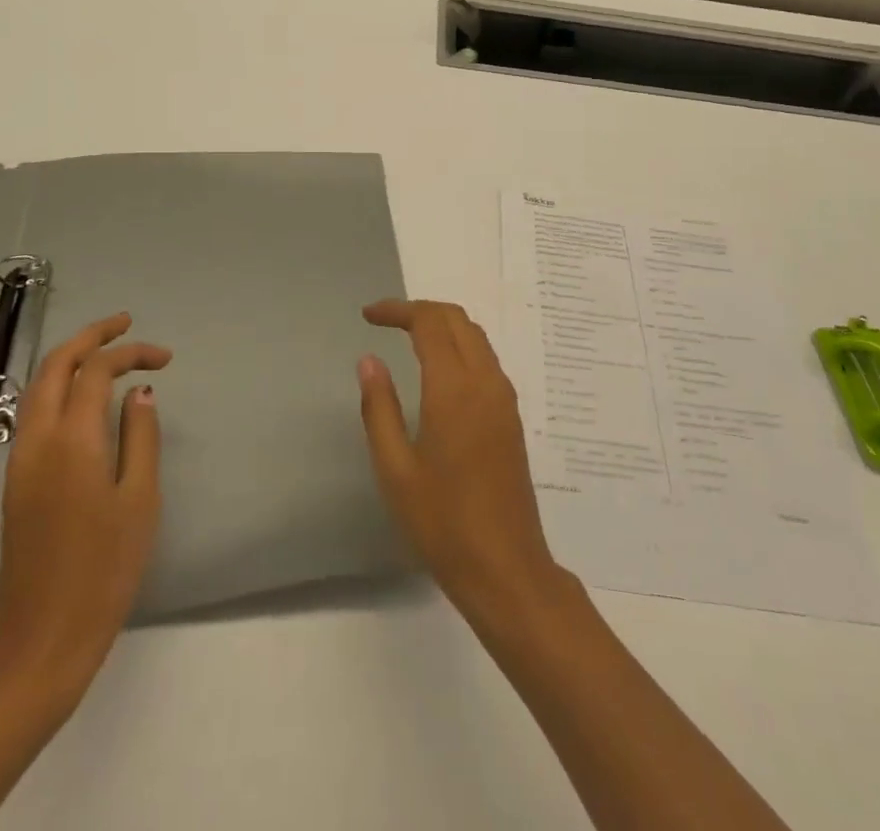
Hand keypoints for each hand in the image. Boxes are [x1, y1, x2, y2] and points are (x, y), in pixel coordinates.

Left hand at [0, 312, 171, 711]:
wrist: (42, 641)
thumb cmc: (104, 570)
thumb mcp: (140, 500)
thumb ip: (141, 436)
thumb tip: (140, 391)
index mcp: (71, 441)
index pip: (97, 371)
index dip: (132, 352)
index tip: (166, 358)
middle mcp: (37, 441)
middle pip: (55, 366)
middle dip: (90, 336)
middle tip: (126, 323)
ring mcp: (19, 463)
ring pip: (37, 388)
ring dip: (70, 359)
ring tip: (107, 350)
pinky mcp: (15, 483)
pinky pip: (34, 414)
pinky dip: (59, 387)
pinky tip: (85, 398)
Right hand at [356, 299, 562, 625]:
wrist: (506, 568)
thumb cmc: (442, 522)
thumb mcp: (395, 469)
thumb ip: (379, 408)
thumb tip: (369, 360)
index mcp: (454, 389)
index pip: (429, 323)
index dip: (398, 310)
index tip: (368, 316)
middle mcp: (486, 381)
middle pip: (457, 319)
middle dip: (420, 310)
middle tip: (385, 321)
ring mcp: (504, 398)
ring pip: (476, 336)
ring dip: (443, 325)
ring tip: (407, 338)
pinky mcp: (511, 417)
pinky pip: (486, 359)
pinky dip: (460, 345)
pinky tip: (438, 370)